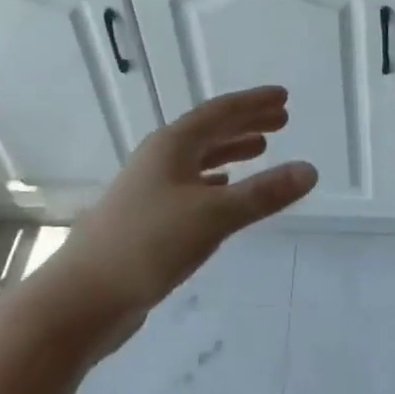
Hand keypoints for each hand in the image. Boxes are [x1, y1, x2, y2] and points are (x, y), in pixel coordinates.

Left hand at [45, 87, 317, 344]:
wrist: (84, 296)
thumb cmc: (148, 244)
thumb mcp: (213, 216)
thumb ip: (262, 194)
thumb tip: (310, 170)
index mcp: (172, 145)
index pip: (220, 112)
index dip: (253, 103)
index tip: (284, 97)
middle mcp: (160, 158)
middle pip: (209, 130)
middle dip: (246, 122)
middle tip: (282, 119)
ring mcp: (151, 187)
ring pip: (199, 158)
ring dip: (231, 150)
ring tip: (261, 148)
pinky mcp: (148, 217)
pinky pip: (190, 184)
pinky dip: (214, 181)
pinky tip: (225, 189)